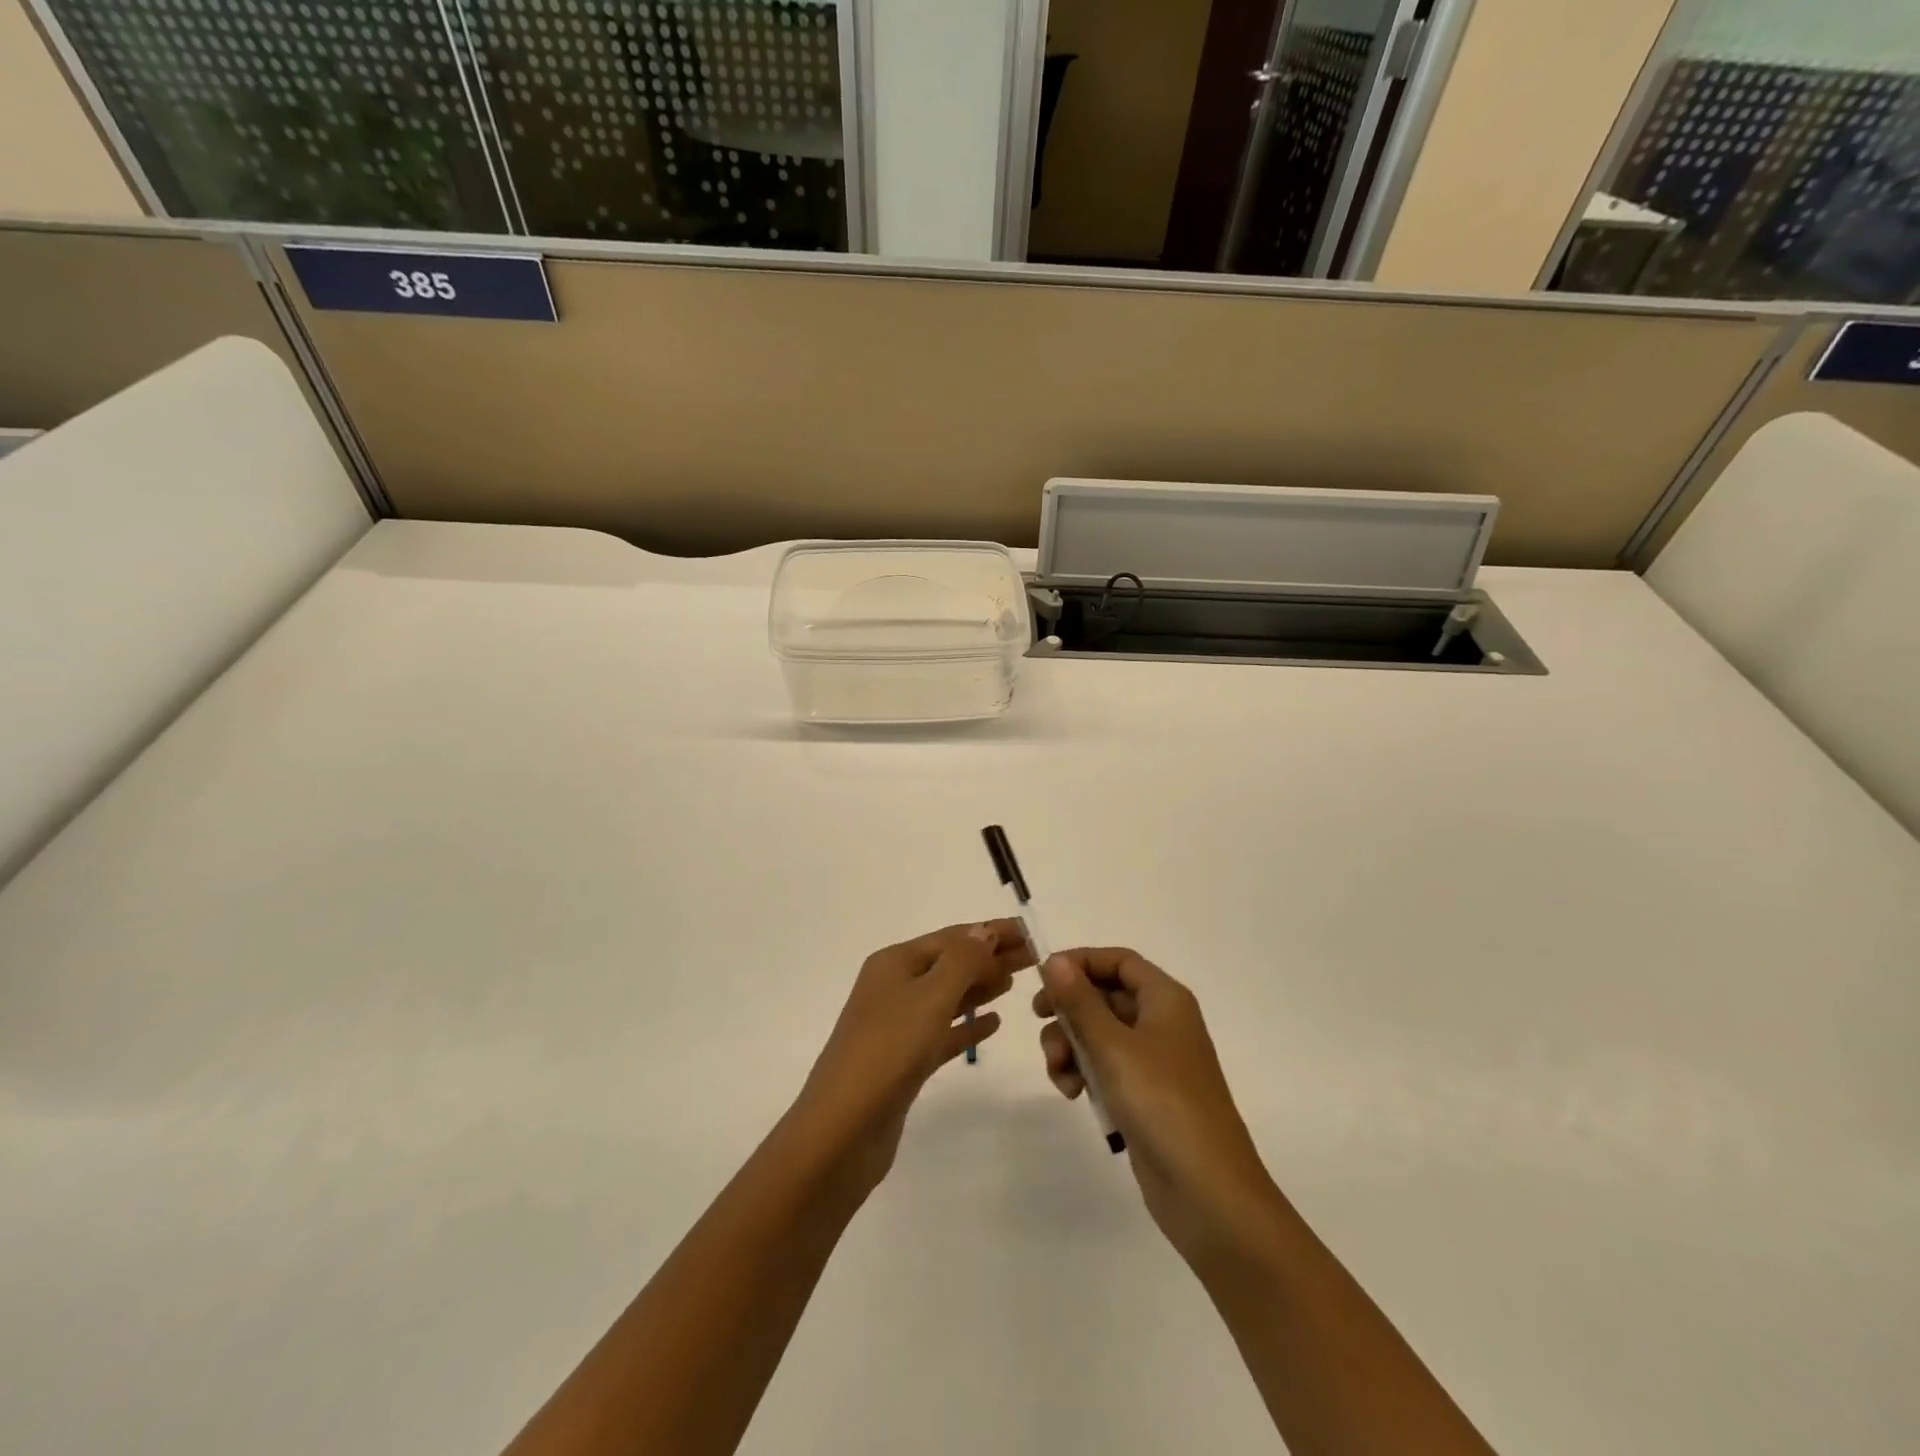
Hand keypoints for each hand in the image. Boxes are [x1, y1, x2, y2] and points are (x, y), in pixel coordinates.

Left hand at [792, 920, 1032, 1194]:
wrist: (844, 1128)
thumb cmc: (889, 1049)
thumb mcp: (930, 995)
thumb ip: (963, 960)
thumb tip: (985, 930)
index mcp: (895, 962)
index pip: (952, 937)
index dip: (991, 931)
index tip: (1030, 932)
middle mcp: (894, 987)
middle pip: (952, 964)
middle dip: (991, 957)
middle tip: (1036, 957)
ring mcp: (898, 1025)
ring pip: (949, 997)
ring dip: (982, 987)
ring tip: (1017, 981)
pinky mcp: (905, 1062)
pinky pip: (944, 1033)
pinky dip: (968, 1026)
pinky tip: (994, 1024)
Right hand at [1034, 949, 1282, 1272]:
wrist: (1208, 1193)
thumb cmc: (1162, 1103)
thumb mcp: (1113, 1047)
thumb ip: (1080, 1002)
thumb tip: (1054, 960)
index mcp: (1165, 1000)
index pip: (1119, 960)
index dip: (1081, 962)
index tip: (1043, 978)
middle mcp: (1162, 1023)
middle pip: (1105, 995)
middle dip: (1069, 1010)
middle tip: (1040, 1023)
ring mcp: (1155, 1062)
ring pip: (1100, 1034)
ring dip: (1071, 1045)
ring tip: (1060, 1074)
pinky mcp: (1145, 1097)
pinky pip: (1106, 1067)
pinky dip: (1085, 1073)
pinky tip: (1073, 1094)